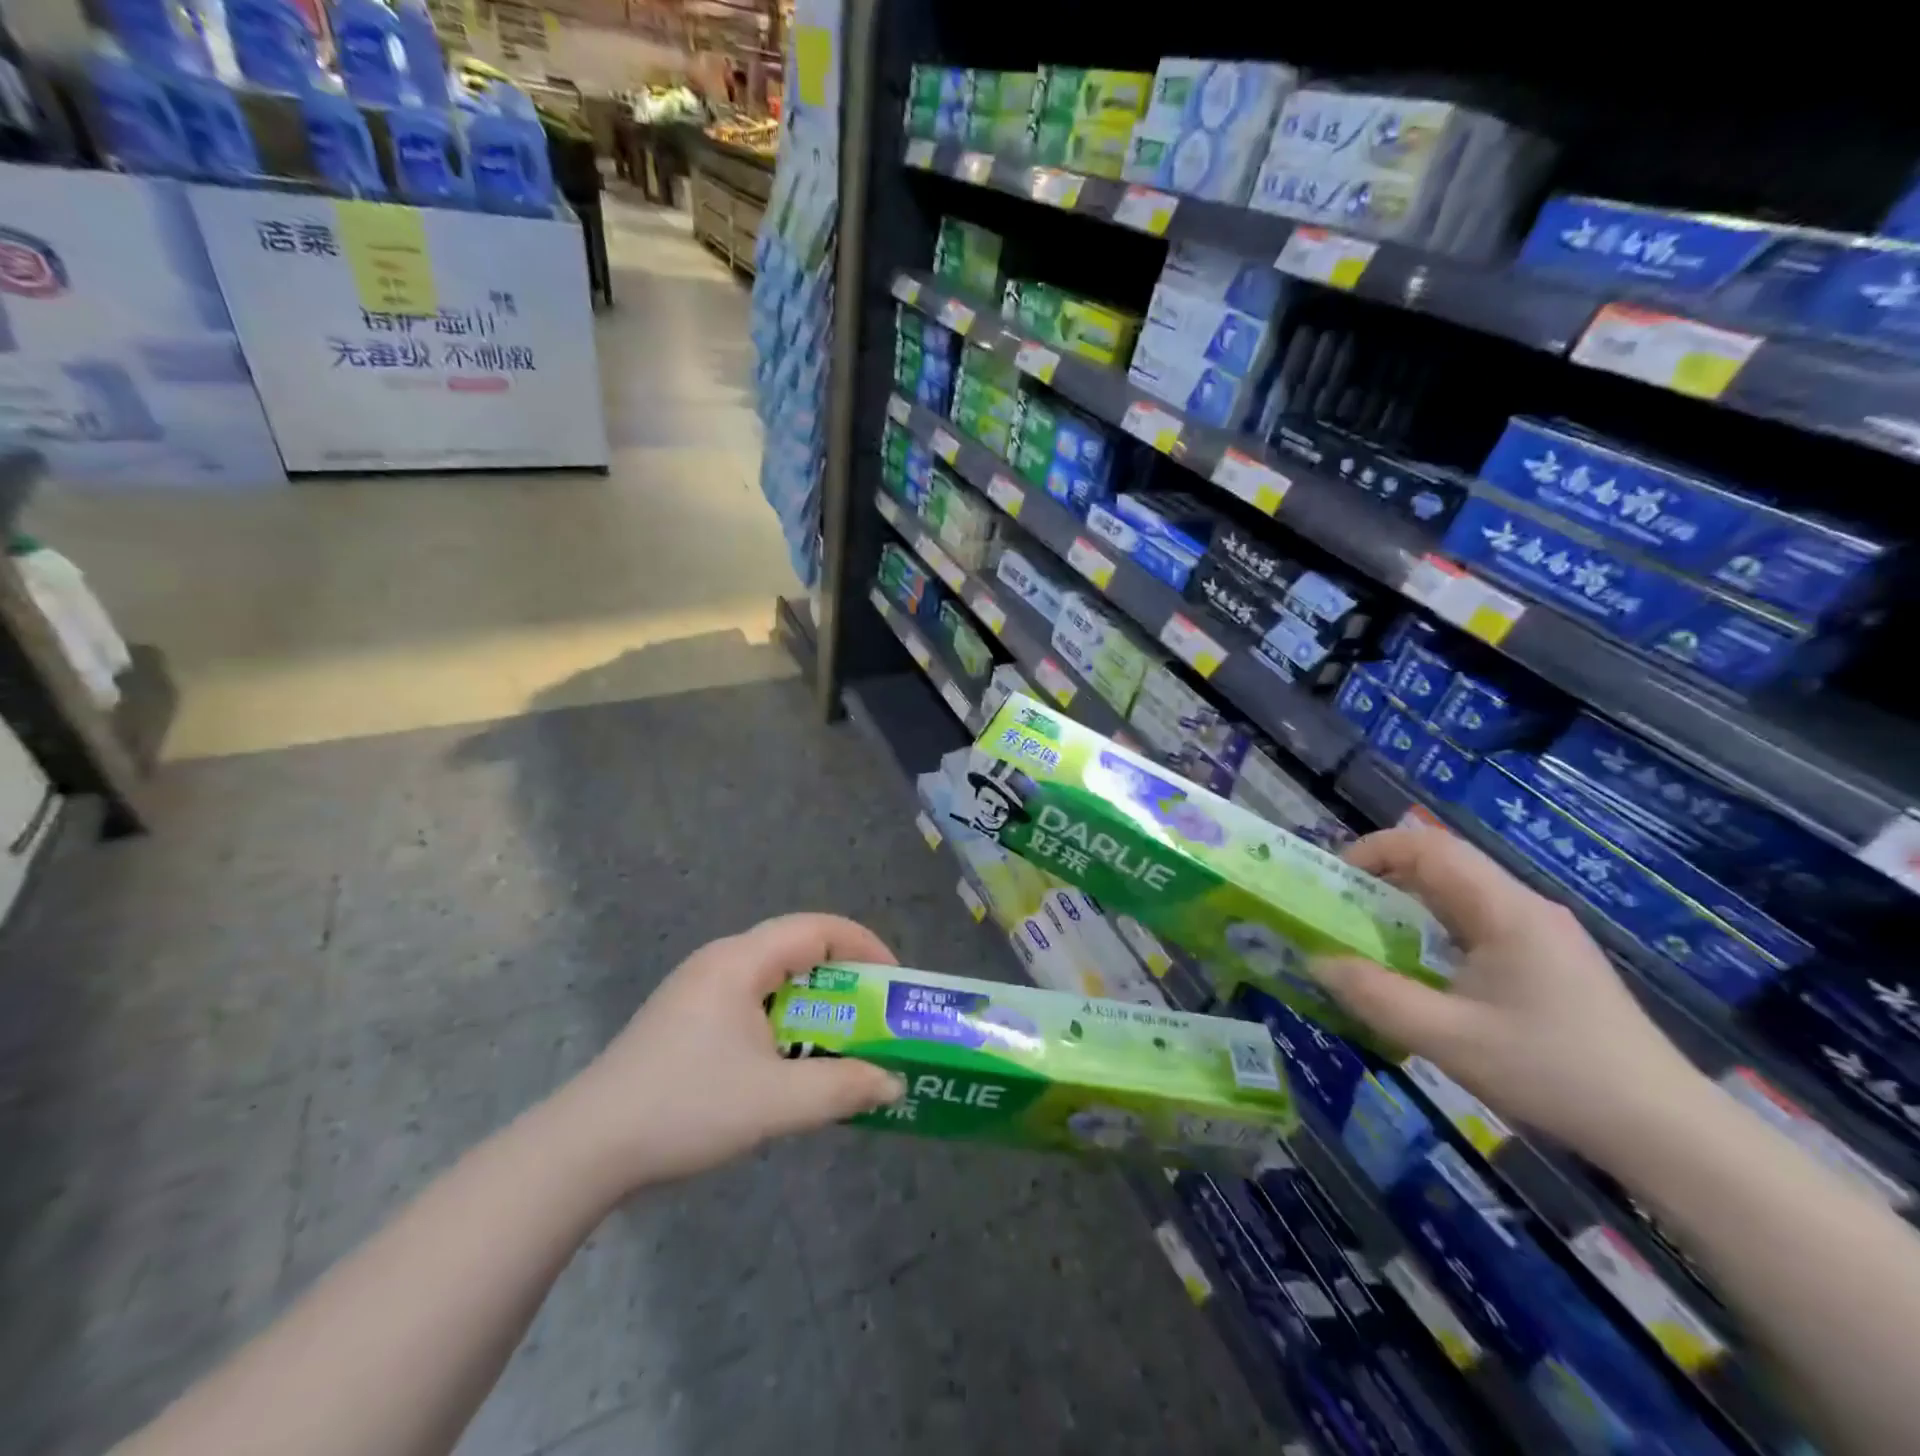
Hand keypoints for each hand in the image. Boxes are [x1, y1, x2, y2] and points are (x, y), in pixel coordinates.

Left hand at [549, 914, 906, 1192]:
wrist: (585, 1148)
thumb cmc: (684, 1108)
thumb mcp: (773, 1102)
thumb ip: (842, 1088)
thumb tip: (893, 1082)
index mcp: (741, 961)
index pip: (818, 928)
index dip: (865, 946)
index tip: (894, 983)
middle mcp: (721, 961)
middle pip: (798, 948)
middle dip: (844, 977)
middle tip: (875, 1015)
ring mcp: (699, 988)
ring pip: (774, 978)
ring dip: (814, 1003)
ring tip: (842, 1040)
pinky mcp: (686, 1017)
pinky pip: (752, 1001)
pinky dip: (785, 1019)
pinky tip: (790, 1061)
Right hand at [1310, 826, 1706, 1159]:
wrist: (1670, 1134)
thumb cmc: (1555, 1074)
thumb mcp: (1449, 1039)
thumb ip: (1374, 996)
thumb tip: (1317, 962)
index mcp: (1505, 910)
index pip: (1429, 846)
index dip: (1373, 850)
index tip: (1333, 882)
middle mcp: (1525, 908)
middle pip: (1443, 866)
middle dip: (1382, 879)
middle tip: (1339, 913)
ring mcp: (1542, 935)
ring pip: (1460, 896)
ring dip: (1408, 907)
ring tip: (1369, 941)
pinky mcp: (1550, 963)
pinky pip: (1478, 925)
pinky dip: (1435, 932)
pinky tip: (1424, 973)